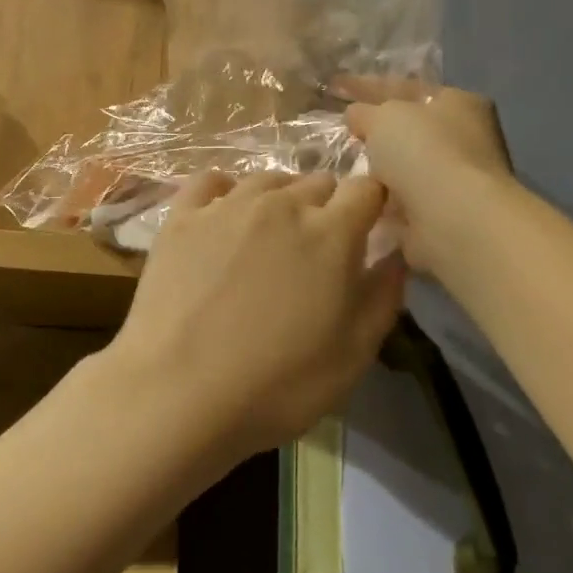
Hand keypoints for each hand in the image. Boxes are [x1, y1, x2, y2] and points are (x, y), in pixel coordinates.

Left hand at [105, 172, 406, 470]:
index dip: (372, 205)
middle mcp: (281, 204)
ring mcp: (226, 206)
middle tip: (316, 250)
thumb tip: (395, 254)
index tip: (368, 230)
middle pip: (318, 182)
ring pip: (268, 180)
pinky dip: (226, 192)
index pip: (366, 188)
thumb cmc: (277, 384)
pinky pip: (212, 182)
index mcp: (331, 232)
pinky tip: (224, 216)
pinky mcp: (182, 217)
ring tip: (271, 238)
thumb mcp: (353, 354)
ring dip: (280, 200)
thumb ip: (383, 296)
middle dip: (327, 207)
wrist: (178, 393)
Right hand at [344, 87, 513, 275]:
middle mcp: (465, 137)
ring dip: (378, 168)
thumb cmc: (423, 152)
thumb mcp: (384, 117)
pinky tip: (357, 197)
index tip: (335, 86)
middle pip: (409, 128)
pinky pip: (402, 198)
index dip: (368, 86)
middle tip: (340, 131)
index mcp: (458, 102)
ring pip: (404, 166)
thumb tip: (355, 114)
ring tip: (339, 168)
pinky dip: (382, 198)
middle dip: (375, 130)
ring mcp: (457, 178)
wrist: (452, 217)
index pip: (406, 88)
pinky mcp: (444, 213)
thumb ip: (365, 111)